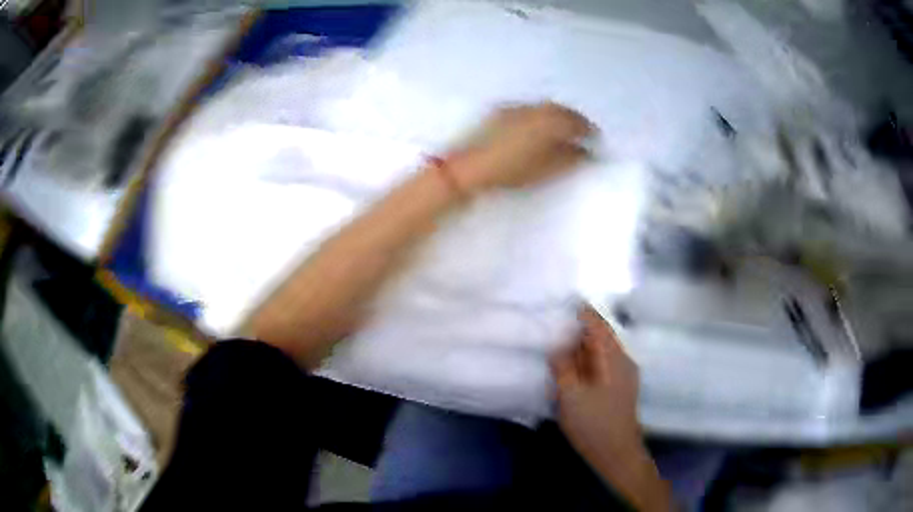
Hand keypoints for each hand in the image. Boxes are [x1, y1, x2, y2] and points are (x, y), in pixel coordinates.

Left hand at [446, 102, 593, 192]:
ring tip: (564, 130)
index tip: (596, 138)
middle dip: (574, 119)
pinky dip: (541, 115)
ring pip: (544, 108)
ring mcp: (515, 108)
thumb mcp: (546, 169)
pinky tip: (540, 127)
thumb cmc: (511, 170)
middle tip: (583, 131)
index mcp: (548, 121)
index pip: (575, 121)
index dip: (588, 129)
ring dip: (557, 115)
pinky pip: (530, 109)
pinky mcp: (500, 112)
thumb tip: (587, 153)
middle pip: (560, 110)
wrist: (470, 166)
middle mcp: (533, 109)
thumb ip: (570, 159)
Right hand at [552, 305, 672, 510]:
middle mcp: (623, 360)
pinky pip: (603, 364)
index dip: (581, 311)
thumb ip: (563, 367)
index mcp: (613, 357)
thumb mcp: (570, 395)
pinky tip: (572, 367)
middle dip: (579, 328)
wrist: (617, 453)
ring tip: (558, 343)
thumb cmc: (594, 423)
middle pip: (601, 335)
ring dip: (582, 345)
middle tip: (554, 324)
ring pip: (602, 351)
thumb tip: (558, 346)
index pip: (598, 324)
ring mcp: (624, 374)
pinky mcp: (620, 387)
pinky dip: (587, 360)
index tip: (562, 301)